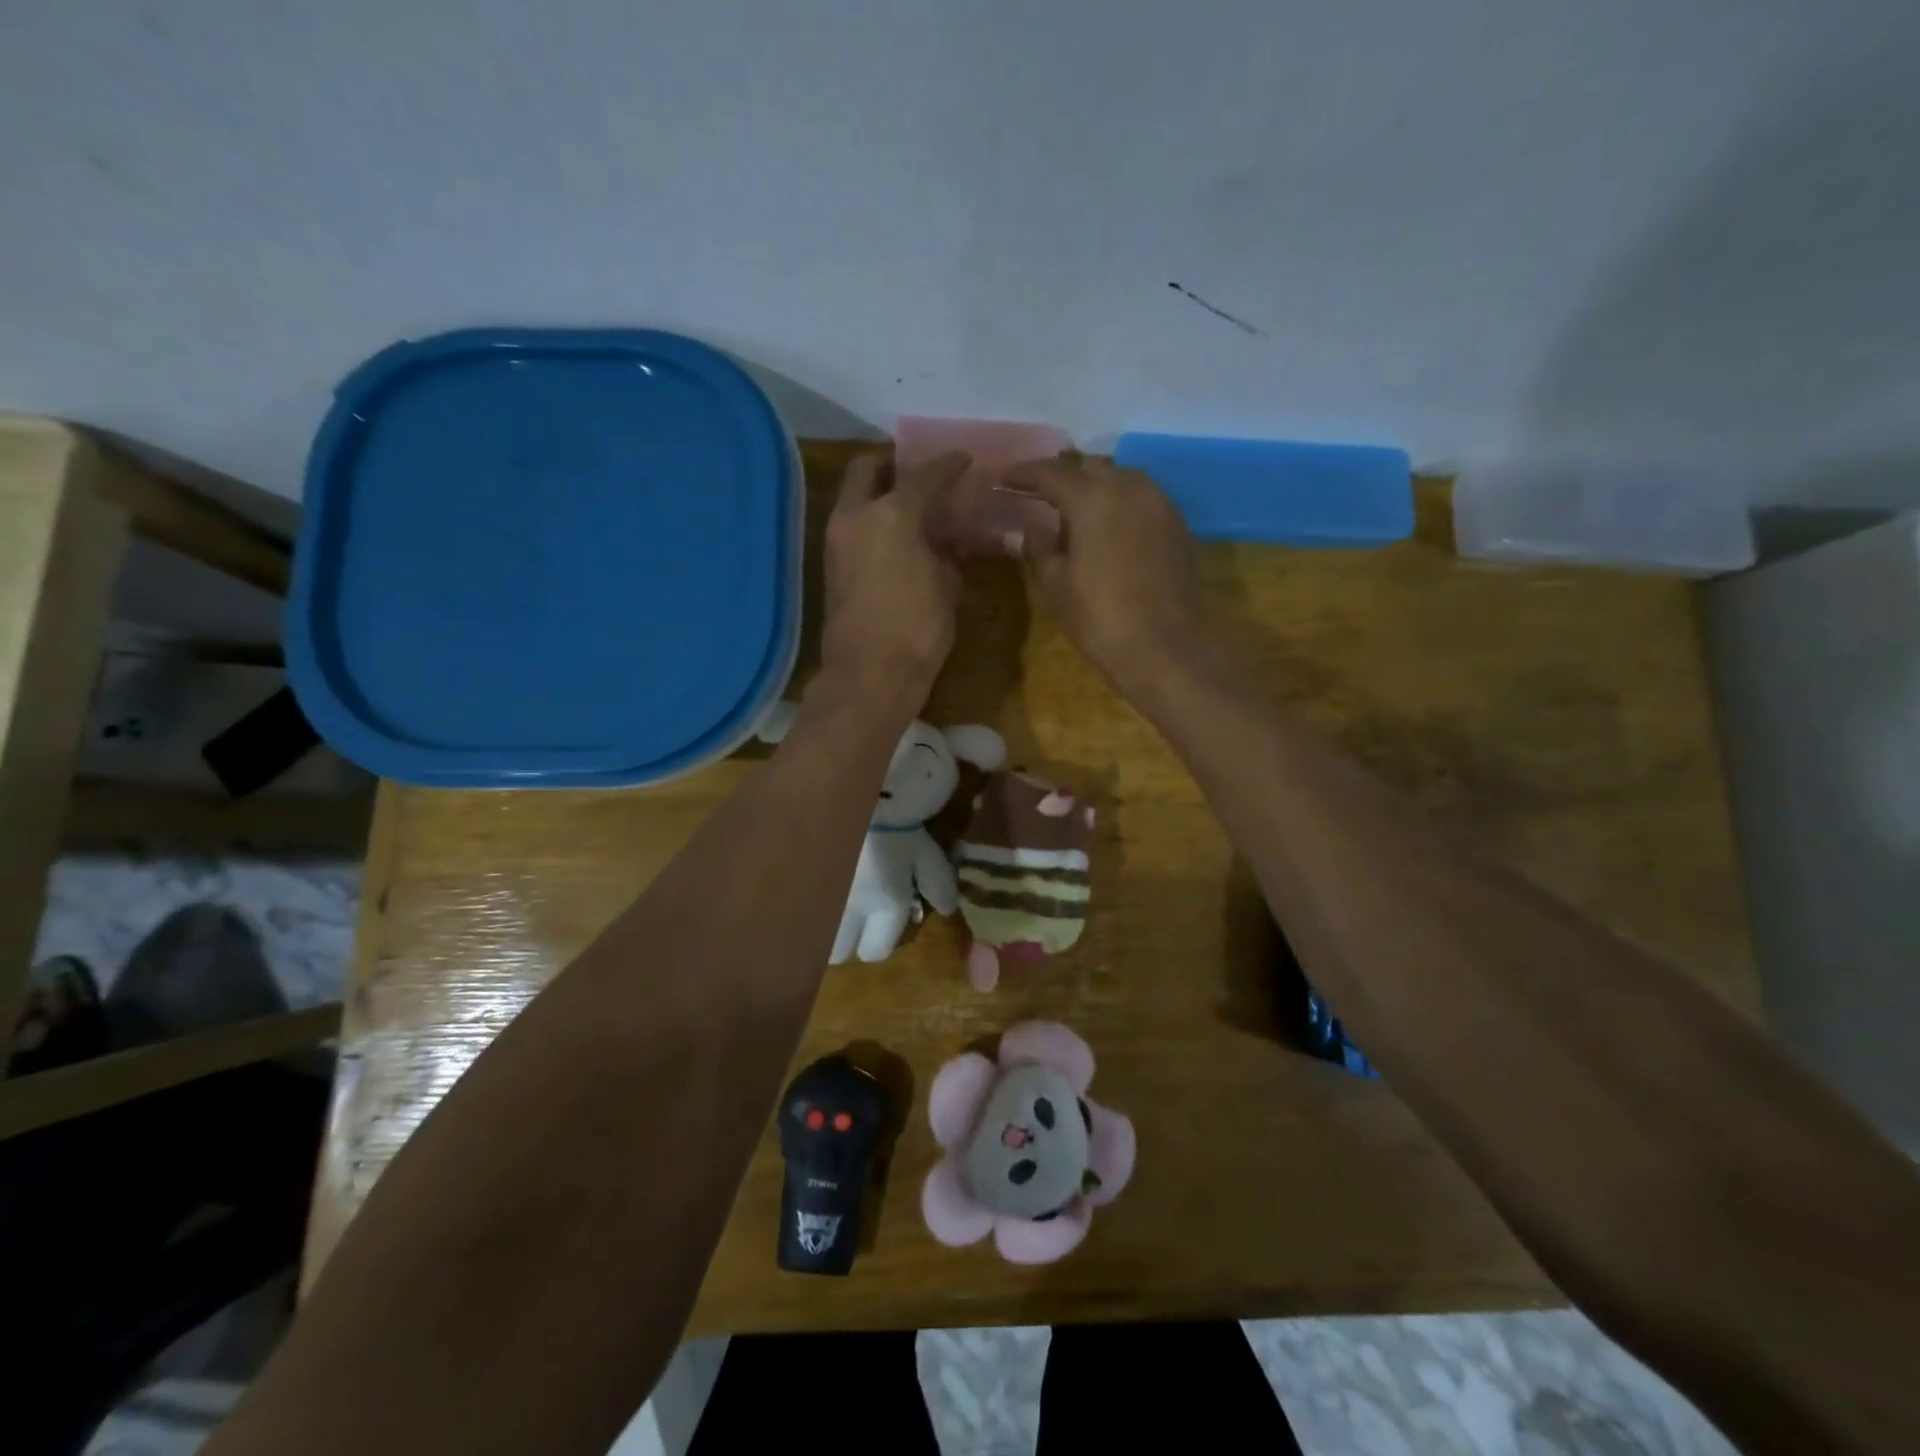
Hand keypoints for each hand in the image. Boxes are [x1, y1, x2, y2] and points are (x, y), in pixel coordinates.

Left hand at [820, 450, 967, 703]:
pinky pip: (852, 526)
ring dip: (877, 493)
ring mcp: (836, 540)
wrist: (869, 674)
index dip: (948, 465)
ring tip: (910, 507)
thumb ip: (949, 553)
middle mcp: (856, 516)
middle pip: (866, 468)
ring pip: (853, 497)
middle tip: (917, 472)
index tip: (963, 459)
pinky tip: (896, 537)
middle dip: (892, 463)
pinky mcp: (830, 566)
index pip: (924, 475)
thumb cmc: (918, 629)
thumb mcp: (948, 587)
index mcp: (892, 515)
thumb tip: (950, 540)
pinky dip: (871, 520)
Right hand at [1001, 453, 1202, 689]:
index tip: (1002, 479)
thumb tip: (1027, 529)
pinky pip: (1142, 499)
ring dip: (1094, 487)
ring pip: (1120, 479)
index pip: (1051, 473)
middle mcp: (1130, 488)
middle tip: (1037, 494)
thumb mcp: (1055, 584)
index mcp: (1093, 498)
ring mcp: (1160, 503)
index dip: (1023, 474)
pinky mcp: (1178, 525)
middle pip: (1089, 467)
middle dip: (1062, 476)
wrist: (1163, 648)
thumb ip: (1038, 547)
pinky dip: (1119, 503)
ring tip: (1073, 512)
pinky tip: (1107, 528)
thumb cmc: (1099, 618)